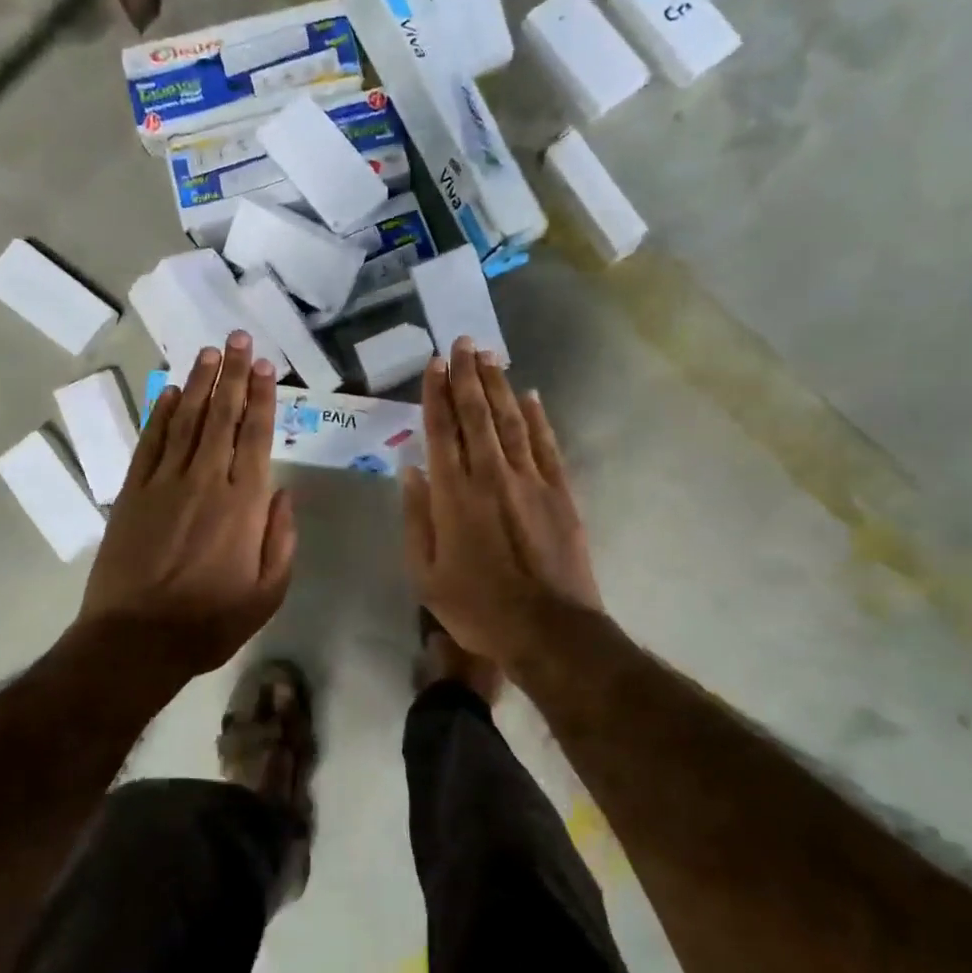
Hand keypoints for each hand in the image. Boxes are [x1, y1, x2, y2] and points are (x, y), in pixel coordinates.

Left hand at [77, 332, 295, 681]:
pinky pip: (149, 443)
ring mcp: (164, 483)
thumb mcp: (267, 593)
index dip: (262, 397)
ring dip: (199, 383)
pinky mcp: (132, 493)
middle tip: (238, 338)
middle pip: (222, 416)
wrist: (136, 640)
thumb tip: (283, 494)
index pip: (255, 436)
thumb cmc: (210, 622)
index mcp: (243, 504)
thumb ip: (281, 540)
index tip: (266, 366)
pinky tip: (169, 393)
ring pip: (186, 420)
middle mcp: (205, 481)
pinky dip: (160, 415)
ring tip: (209, 352)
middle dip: (232, 374)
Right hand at [402, 337, 601, 674]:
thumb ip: (416, 519)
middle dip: (467, 375)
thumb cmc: (477, 608)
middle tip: (462, 343)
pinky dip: (537, 417)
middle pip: (476, 414)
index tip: (434, 364)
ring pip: (510, 420)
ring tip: (488, 355)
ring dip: (498, 386)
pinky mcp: (559, 491)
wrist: (549, 630)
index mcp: (452, 495)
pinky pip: (546, 444)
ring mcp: (529, 480)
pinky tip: (529, 395)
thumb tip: (412, 471)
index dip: (436, 394)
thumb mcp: (425, 576)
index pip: (441, 431)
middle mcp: (490, 475)